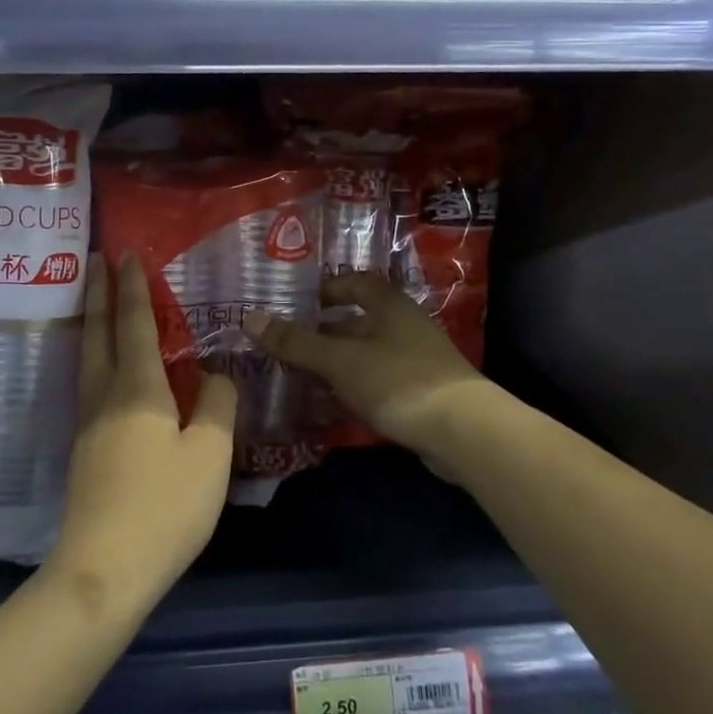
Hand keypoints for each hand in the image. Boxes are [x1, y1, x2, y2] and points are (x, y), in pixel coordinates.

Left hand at [49, 255, 236, 613]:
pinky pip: (90, 383)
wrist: (104, 569)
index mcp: (138, 388)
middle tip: (97, 260)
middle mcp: (106, 395)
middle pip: (99, 332)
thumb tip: (217, 373)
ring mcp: (89, 422)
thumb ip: (218, 405)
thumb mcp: (210, 454)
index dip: (133, 287)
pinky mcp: (84, 448)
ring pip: (89, 357)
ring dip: (93, 322)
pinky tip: (107, 369)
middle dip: (99, 293)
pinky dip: (97, 356)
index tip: (126, 254)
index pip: (135, 323)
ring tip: (98, 303)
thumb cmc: (164, 506)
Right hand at [246, 272, 485, 461]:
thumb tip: (249, 318)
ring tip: (302, 376)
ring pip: (367, 352)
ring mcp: (417, 359)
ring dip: (338, 362)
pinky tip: (334, 403)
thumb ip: (296, 342)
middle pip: (359, 319)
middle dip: (325, 331)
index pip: (355, 282)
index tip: (299, 303)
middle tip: (289, 345)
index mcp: (388, 305)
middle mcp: (404, 324)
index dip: (327, 288)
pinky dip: (355, 385)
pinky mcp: (423, 391)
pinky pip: (379, 379)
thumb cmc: (397, 381)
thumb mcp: (339, 360)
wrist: (463, 432)